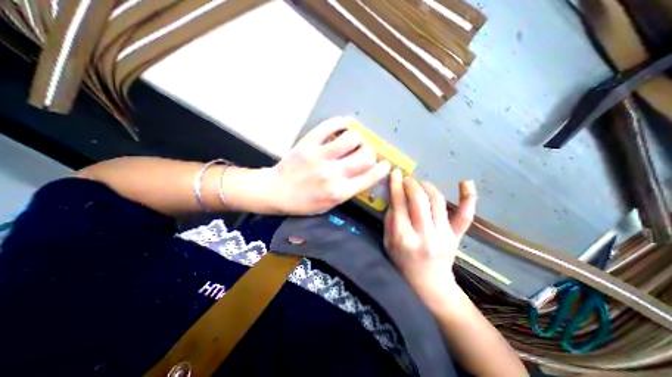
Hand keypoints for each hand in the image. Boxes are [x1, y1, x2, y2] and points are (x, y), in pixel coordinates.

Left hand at [267, 117, 394, 215]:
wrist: (275, 192)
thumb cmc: (303, 203)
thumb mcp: (329, 205)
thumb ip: (348, 191)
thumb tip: (365, 174)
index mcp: (339, 192)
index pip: (370, 176)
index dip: (382, 169)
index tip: (385, 164)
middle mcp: (332, 174)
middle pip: (365, 156)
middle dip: (371, 153)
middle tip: (366, 153)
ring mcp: (319, 157)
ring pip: (352, 138)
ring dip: (358, 138)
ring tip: (353, 141)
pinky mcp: (307, 144)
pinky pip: (329, 126)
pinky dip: (341, 122)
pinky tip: (344, 124)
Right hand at [383, 170, 477, 303]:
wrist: (429, 284)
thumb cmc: (403, 263)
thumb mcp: (388, 243)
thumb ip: (389, 220)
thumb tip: (395, 197)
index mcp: (404, 239)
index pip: (399, 205)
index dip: (396, 186)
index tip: (395, 173)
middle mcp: (425, 235)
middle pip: (419, 200)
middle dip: (411, 184)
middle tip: (406, 179)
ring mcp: (444, 236)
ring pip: (438, 201)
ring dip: (427, 186)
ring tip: (420, 183)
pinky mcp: (457, 236)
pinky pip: (465, 216)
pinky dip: (468, 198)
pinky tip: (466, 182)